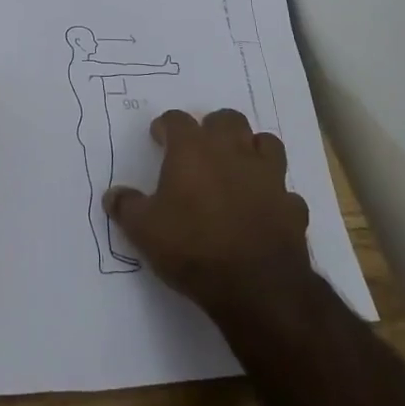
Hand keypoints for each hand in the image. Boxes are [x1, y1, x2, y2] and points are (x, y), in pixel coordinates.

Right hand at [104, 109, 310, 314]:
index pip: (177, 120)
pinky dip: (275, 195)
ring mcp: (268, 176)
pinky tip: (265, 209)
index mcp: (193, 150)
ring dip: (252, 150)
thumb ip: (127, 207)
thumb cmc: (192, 247)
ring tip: (239, 167)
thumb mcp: (144, 230)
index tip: (159, 137)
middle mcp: (232, 151)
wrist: (256, 286)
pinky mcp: (292, 206)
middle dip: (214, 127)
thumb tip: (112, 196)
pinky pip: (285, 191)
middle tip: (201, 147)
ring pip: (266, 143)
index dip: (166, 126)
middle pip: (227, 119)